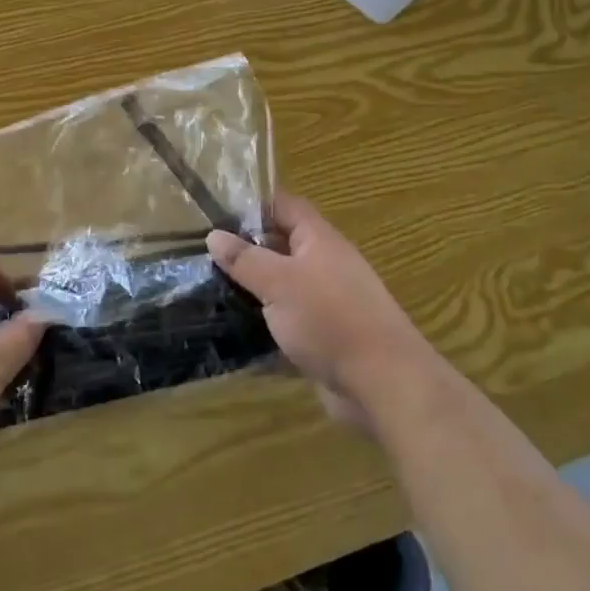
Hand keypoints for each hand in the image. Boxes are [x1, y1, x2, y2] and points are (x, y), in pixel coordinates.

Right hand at [207, 191, 443, 435]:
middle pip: (280, 247)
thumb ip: (244, 258)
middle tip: (205, 257)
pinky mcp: (324, 339)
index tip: (216, 215)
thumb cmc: (330, 318)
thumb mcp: (278, 282)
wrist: (384, 385)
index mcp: (318, 240)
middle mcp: (324, 265)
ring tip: (211, 294)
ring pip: (282, 288)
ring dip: (253, 293)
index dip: (252, 205)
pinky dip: (265, 328)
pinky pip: (288, 324)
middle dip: (246, 251)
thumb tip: (214, 235)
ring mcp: (326, 304)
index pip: (283, 206)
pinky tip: (234, 335)